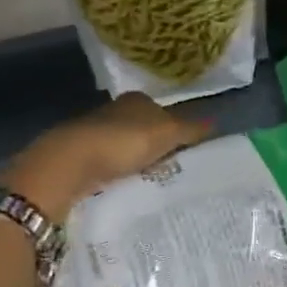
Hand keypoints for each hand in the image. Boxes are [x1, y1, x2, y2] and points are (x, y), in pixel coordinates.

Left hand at [3, 93, 212, 220]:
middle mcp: (114, 111)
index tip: (186, 151)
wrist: (70, 163)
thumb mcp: (166, 134)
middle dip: (155, 146)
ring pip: (124, 147)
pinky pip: (109, 164)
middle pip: (142, 128)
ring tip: (153, 182)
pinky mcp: (80, 156)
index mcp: (136, 100)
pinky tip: (127, 186)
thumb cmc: (123, 141)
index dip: (174, 129)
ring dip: (136, 161)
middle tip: (173, 169)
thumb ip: (190, 129)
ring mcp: (94, 133)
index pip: (161, 111)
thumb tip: (216, 122)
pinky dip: (118, 173)